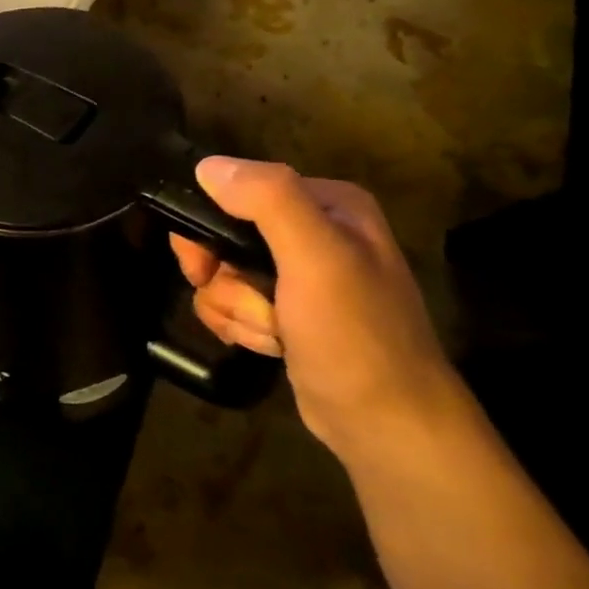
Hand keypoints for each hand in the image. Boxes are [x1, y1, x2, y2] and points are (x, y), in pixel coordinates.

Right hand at [170, 157, 466, 464]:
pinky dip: (241, 327)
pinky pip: (232, 304)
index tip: (204, 264)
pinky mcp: (286, 312)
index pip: (238, 192)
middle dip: (225, 279)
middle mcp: (313, 232)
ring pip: (222, 276)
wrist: (384, 423)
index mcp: (327, 205)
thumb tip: (207, 166)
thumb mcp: (316, 259)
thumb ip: (269, 201)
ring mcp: (298, 276)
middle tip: (249, 304)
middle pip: (223, 238)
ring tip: (274, 333)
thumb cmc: (355, 335)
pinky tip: (270, 346)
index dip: (209, 228)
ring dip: (235, 310)